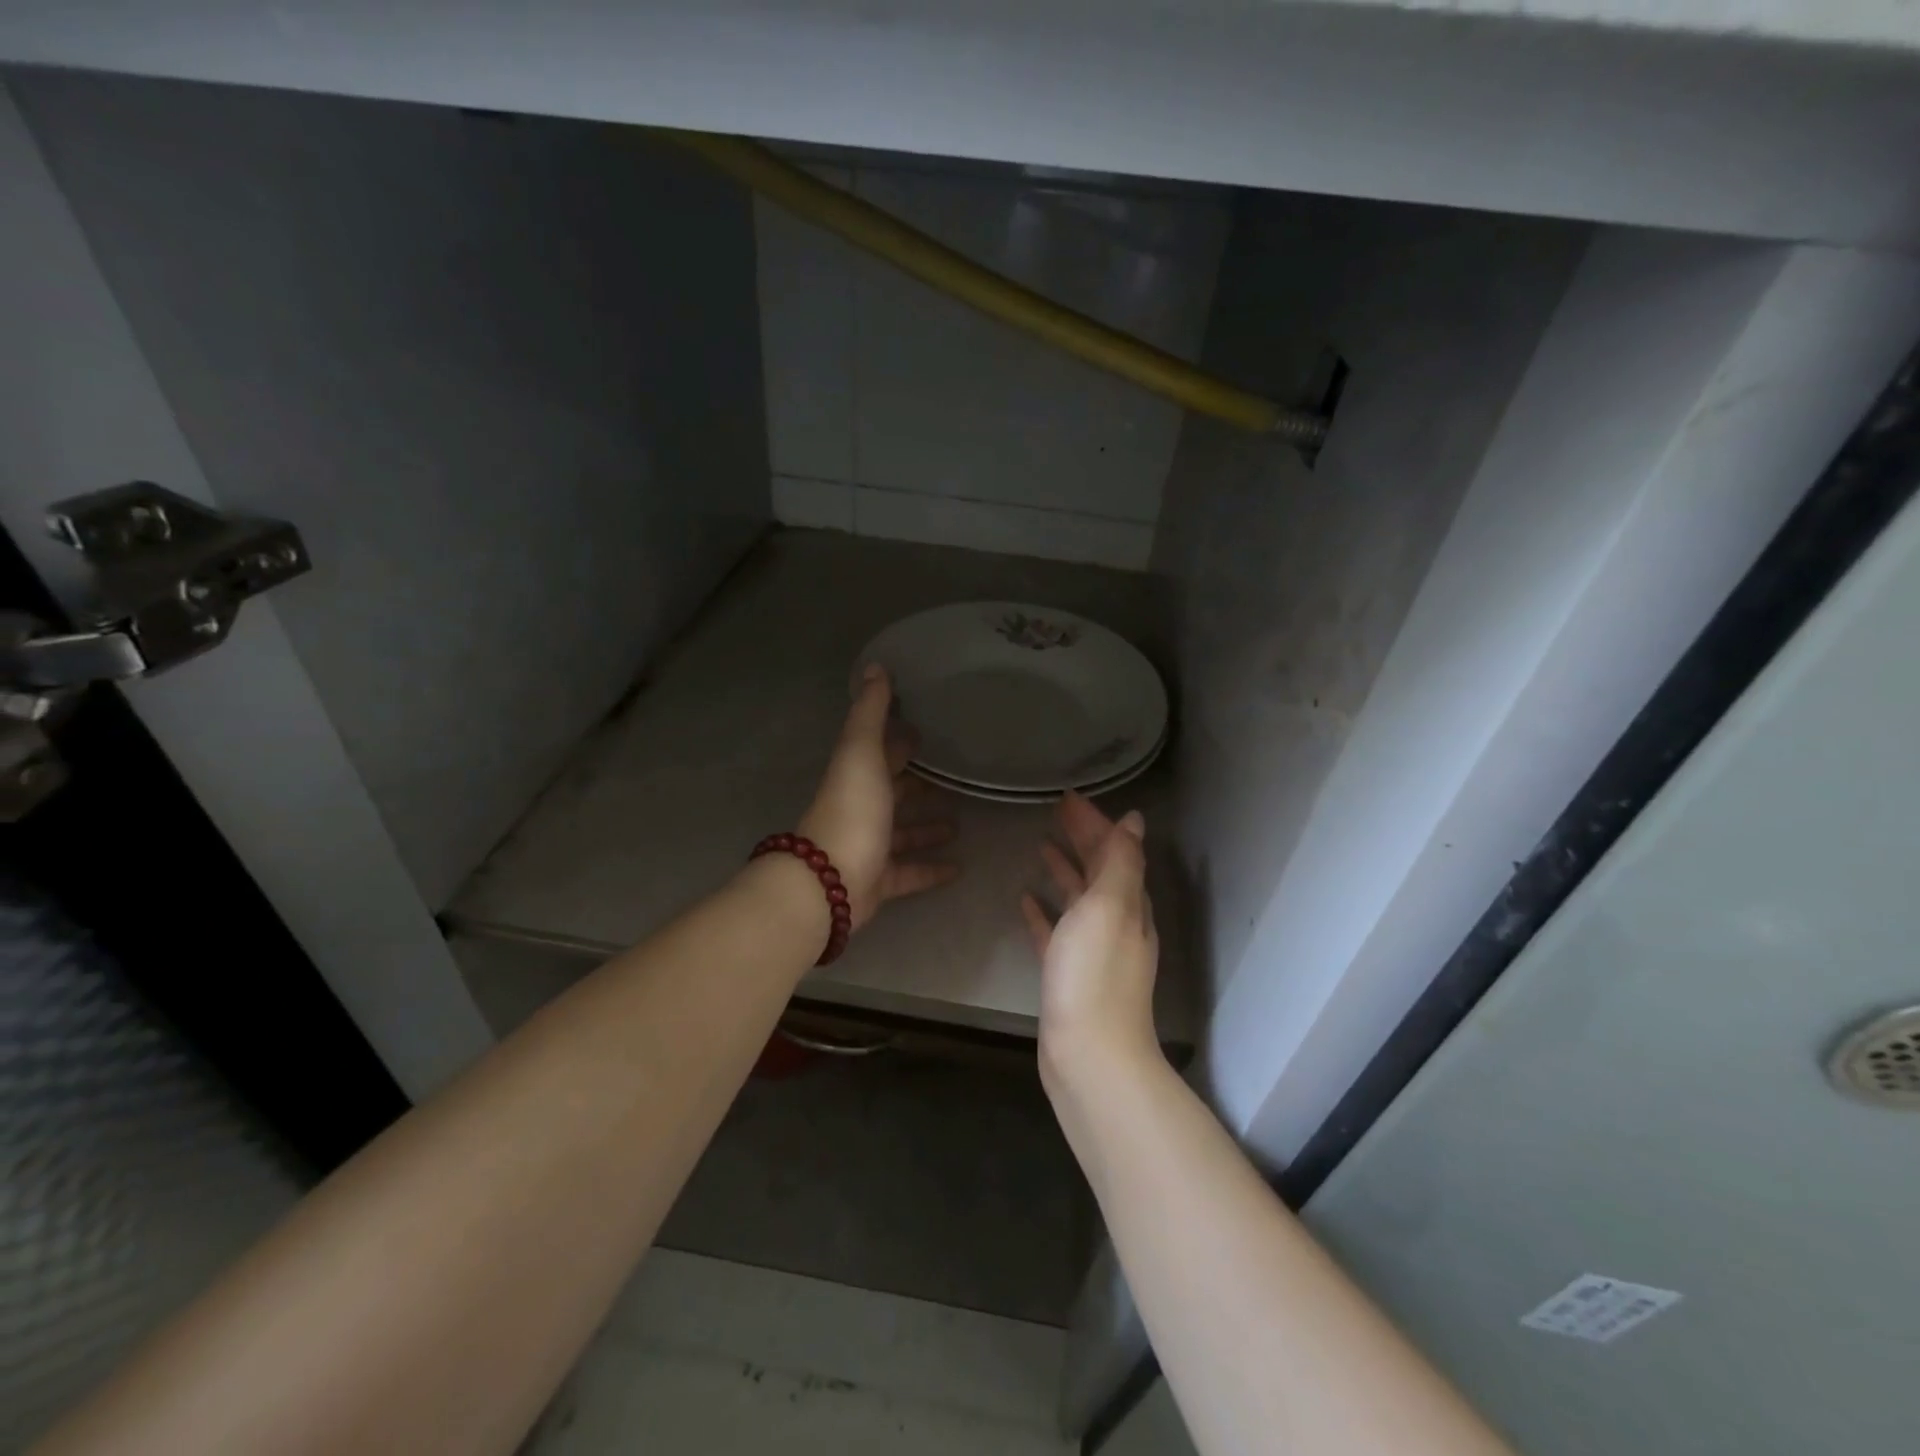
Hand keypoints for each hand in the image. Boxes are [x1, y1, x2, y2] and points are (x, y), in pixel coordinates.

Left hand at [799, 665, 958, 930]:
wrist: (829, 881)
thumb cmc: (851, 810)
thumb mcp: (861, 753)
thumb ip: (870, 713)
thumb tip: (875, 666)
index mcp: (857, 776)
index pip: (881, 753)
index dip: (900, 742)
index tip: (926, 731)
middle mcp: (862, 809)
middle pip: (893, 793)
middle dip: (918, 785)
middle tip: (953, 778)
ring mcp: (870, 847)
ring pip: (903, 834)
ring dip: (927, 827)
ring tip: (960, 823)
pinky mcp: (880, 881)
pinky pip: (910, 873)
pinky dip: (932, 869)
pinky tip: (959, 868)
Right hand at [1021, 792, 1160, 1086]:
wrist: (1089, 1055)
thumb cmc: (1094, 974)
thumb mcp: (1110, 907)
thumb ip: (1121, 862)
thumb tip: (1134, 819)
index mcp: (1128, 904)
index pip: (1114, 850)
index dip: (1094, 822)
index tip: (1068, 798)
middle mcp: (1115, 923)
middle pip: (1099, 870)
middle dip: (1081, 838)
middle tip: (1056, 812)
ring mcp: (1092, 951)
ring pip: (1079, 899)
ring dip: (1064, 870)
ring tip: (1041, 846)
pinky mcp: (1068, 974)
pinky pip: (1056, 932)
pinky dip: (1044, 912)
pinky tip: (1025, 901)